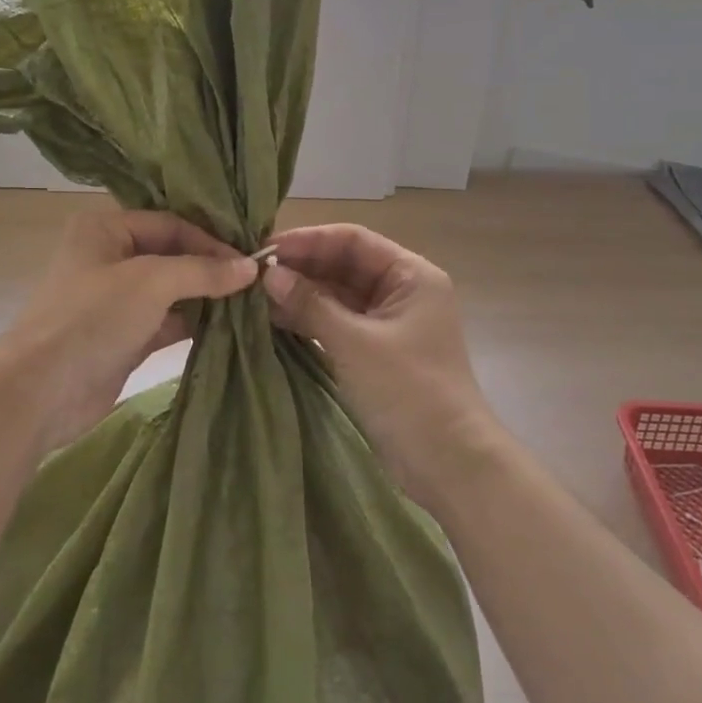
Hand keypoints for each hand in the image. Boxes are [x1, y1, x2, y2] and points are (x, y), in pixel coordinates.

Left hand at [0, 207, 256, 452]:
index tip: (249, 262)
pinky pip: (166, 322)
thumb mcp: (151, 282)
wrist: (40, 392)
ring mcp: (115, 300)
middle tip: (255, 281)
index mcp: (105, 229)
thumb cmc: (92, 318)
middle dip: (210, 268)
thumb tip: (251, 267)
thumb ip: (203, 271)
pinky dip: (193, 323)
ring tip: (249, 303)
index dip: (210, 241)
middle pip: (172, 255)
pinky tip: (227, 326)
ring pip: (171, 291)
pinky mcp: (123, 337)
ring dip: (206, 297)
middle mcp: (109, 258)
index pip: (170, 224)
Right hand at [262, 224, 496, 508]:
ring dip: (301, 294)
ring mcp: (388, 323)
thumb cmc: (408, 391)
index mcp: (410, 275)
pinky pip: (337, 322)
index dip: (309, 240)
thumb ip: (311, 304)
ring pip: (338, 295)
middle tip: (253, 274)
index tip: (265, 248)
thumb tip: (269, 274)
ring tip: (255, 296)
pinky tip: (274, 320)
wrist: (448, 463)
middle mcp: (401, 291)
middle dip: (301, 267)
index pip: (353, 240)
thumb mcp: (355, 343)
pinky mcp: (376, 352)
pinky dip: (309, 320)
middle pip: (344, 265)